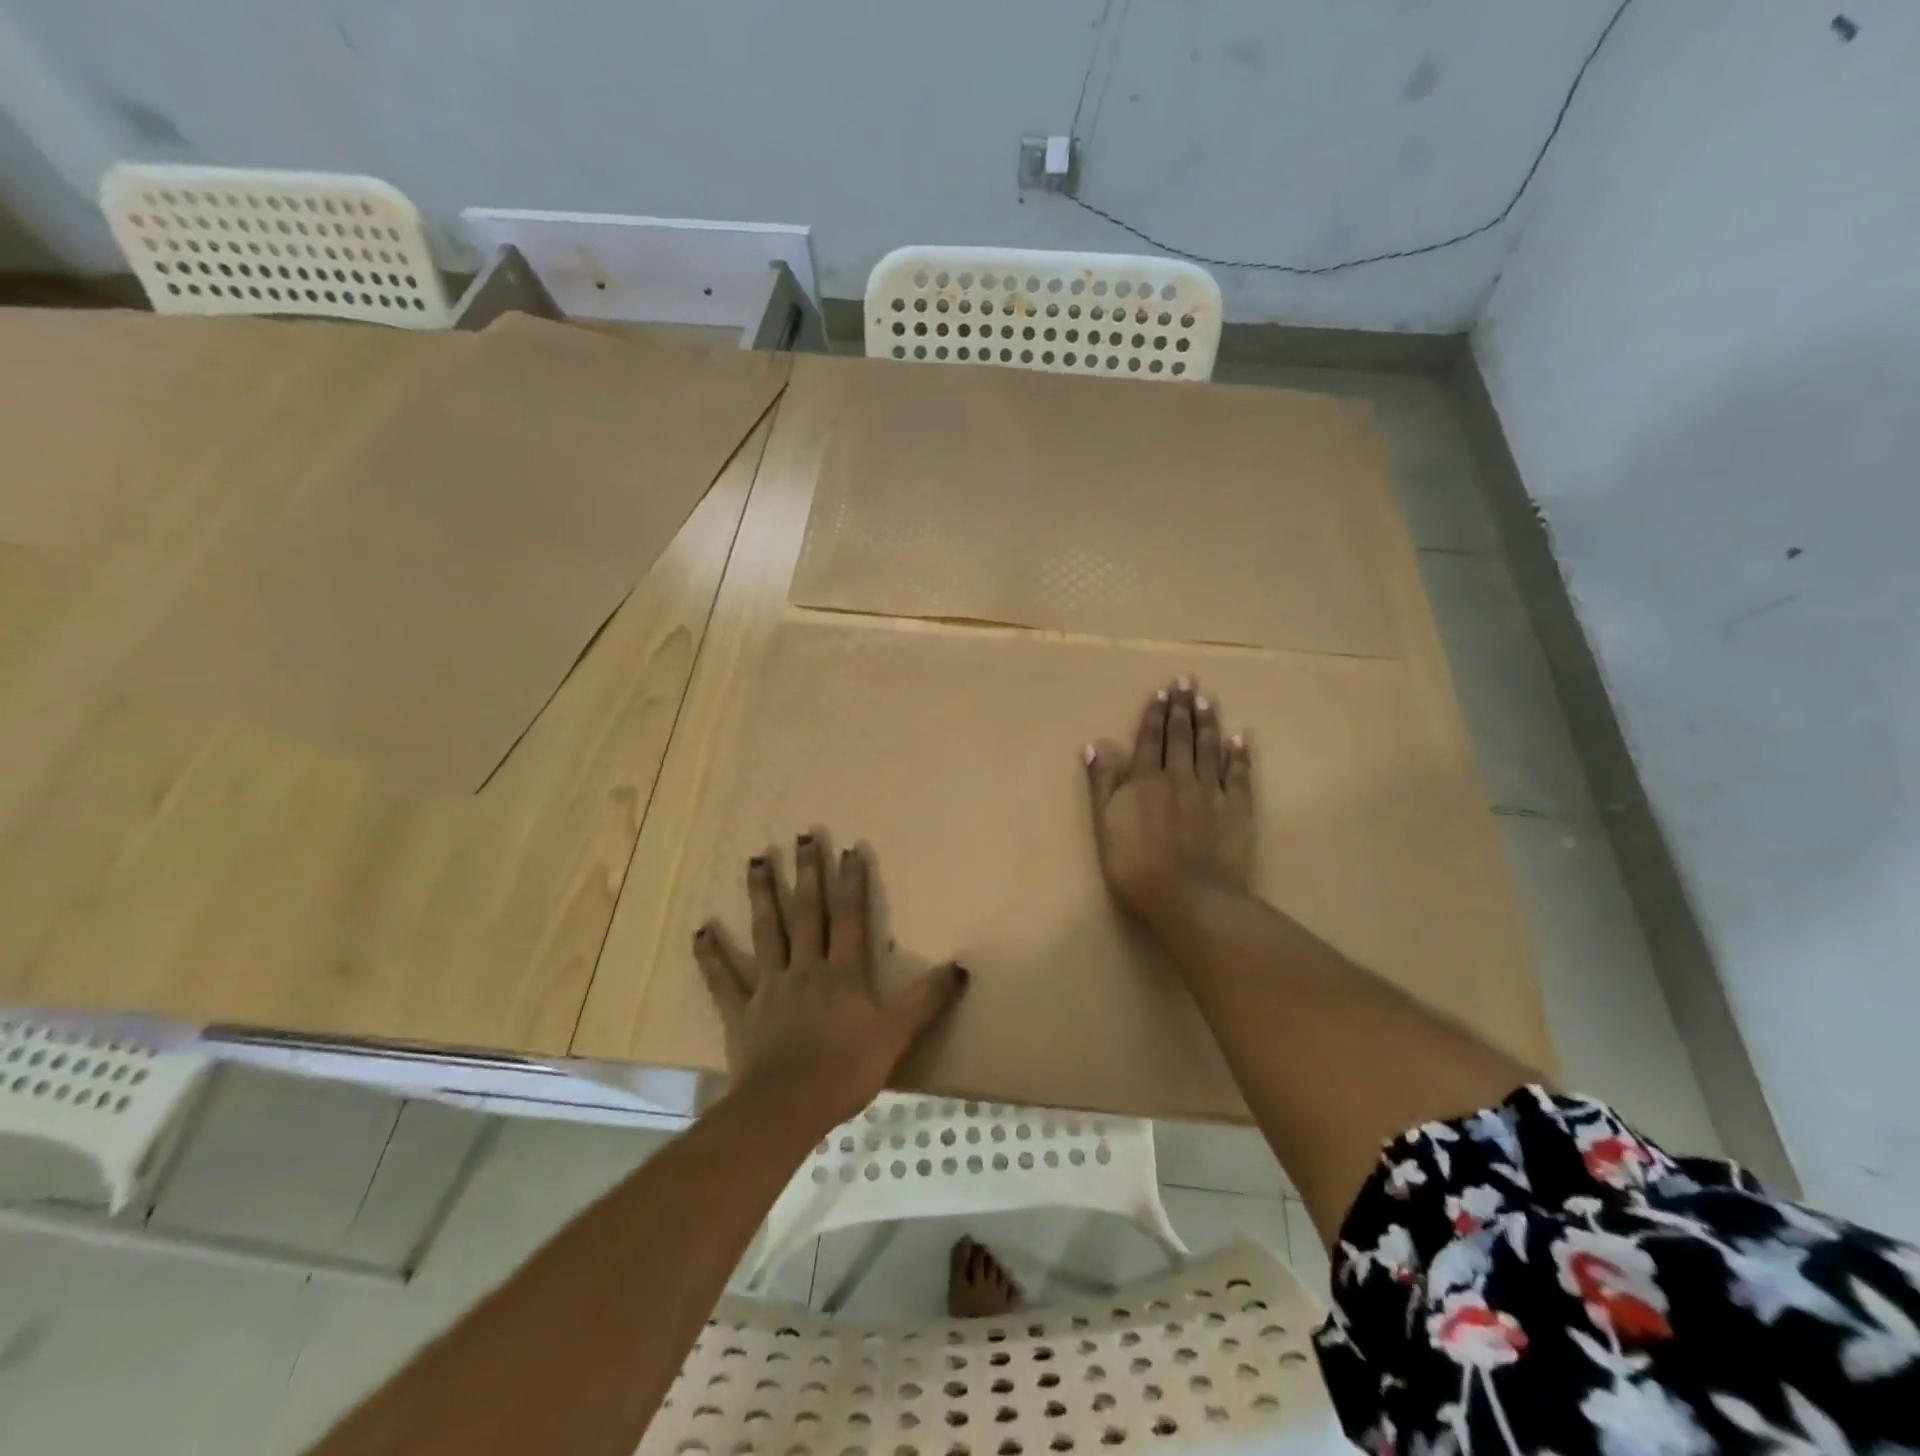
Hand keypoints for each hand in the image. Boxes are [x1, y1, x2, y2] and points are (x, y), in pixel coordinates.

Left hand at [693, 831, 968, 1128]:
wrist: (787, 1107)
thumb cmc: (846, 1069)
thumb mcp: (897, 1034)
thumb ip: (927, 999)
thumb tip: (960, 966)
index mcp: (842, 972)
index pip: (849, 917)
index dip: (851, 882)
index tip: (850, 849)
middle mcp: (805, 968)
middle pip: (806, 913)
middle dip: (807, 873)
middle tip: (802, 837)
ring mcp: (769, 987)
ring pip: (766, 932)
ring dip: (761, 895)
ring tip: (755, 860)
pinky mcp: (741, 1012)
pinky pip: (723, 980)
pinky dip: (711, 955)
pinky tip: (700, 930)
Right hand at [1085, 677, 1254, 927]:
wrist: (1189, 896)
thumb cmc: (1136, 865)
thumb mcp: (1105, 825)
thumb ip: (1101, 785)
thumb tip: (1095, 746)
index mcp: (1144, 780)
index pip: (1149, 739)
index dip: (1154, 714)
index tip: (1162, 691)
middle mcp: (1178, 777)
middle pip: (1180, 736)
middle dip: (1182, 707)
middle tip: (1187, 681)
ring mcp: (1210, 791)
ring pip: (1208, 748)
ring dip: (1208, 722)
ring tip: (1208, 699)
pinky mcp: (1236, 809)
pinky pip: (1238, 774)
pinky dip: (1239, 754)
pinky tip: (1240, 737)